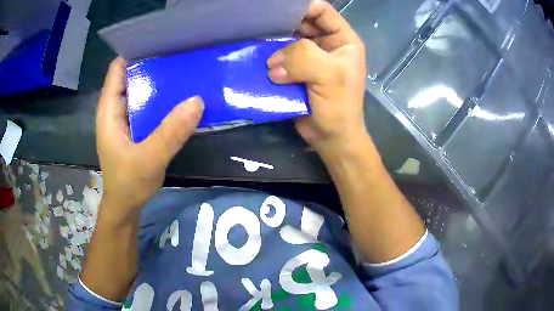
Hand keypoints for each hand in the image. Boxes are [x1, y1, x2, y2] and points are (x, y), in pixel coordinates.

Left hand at [96, 57, 203, 223]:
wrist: (126, 207)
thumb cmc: (129, 183)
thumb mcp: (149, 159)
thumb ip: (171, 132)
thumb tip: (197, 100)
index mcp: (109, 111)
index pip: (118, 69)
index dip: (135, 53)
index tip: (160, 43)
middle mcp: (116, 110)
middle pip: (131, 77)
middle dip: (152, 65)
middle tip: (179, 55)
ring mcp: (125, 120)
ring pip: (141, 92)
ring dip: (159, 83)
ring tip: (184, 72)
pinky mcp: (135, 130)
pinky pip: (147, 107)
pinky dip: (161, 101)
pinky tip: (179, 99)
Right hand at [267, 0, 366, 153]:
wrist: (331, 137)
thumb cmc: (339, 107)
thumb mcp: (329, 76)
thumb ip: (303, 57)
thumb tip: (272, 63)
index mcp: (343, 40)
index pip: (322, 11)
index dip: (302, 6)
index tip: (278, 9)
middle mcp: (326, 44)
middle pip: (302, 23)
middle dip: (283, 24)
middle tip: (261, 24)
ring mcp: (310, 58)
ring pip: (288, 40)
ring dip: (274, 43)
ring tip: (257, 42)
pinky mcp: (296, 71)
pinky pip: (280, 57)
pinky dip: (270, 57)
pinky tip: (258, 57)